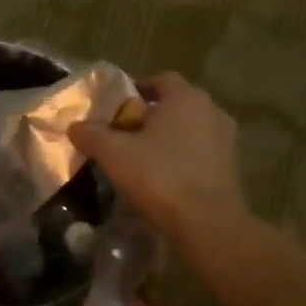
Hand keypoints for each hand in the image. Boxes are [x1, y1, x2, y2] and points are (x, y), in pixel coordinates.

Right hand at [68, 73, 247, 241]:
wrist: (207, 224)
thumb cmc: (159, 177)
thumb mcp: (114, 154)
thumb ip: (91, 135)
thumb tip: (74, 126)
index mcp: (186, 98)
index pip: (161, 80)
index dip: (136, 90)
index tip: (117, 109)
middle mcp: (212, 112)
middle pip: (175, 106)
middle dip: (150, 118)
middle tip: (124, 136)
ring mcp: (226, 141)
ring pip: (189, 131)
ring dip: (167, 141)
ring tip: (142, 160)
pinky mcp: (231, 169)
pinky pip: (200, 155)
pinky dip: (182, 160)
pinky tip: (163, 180)